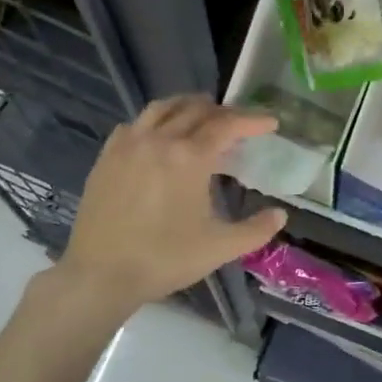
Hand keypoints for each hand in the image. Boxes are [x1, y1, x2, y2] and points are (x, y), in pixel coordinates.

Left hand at [57, 96, 287, 309]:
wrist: (100, 274)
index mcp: (189, 157)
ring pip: (162, 109)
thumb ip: (255, 230)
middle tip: (239, 124)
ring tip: (202, 116)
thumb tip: (280, 214)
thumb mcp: (219, 248)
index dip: (252, 121)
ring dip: (187, 107)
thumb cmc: (164, 259)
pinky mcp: (107, 157)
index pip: (227, 125)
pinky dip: (155, 121)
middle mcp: (159, 140)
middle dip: (223, 112)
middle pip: (196, 110)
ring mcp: (128, 145)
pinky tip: (159, 136)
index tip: (270, 123)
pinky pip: (135, 124)